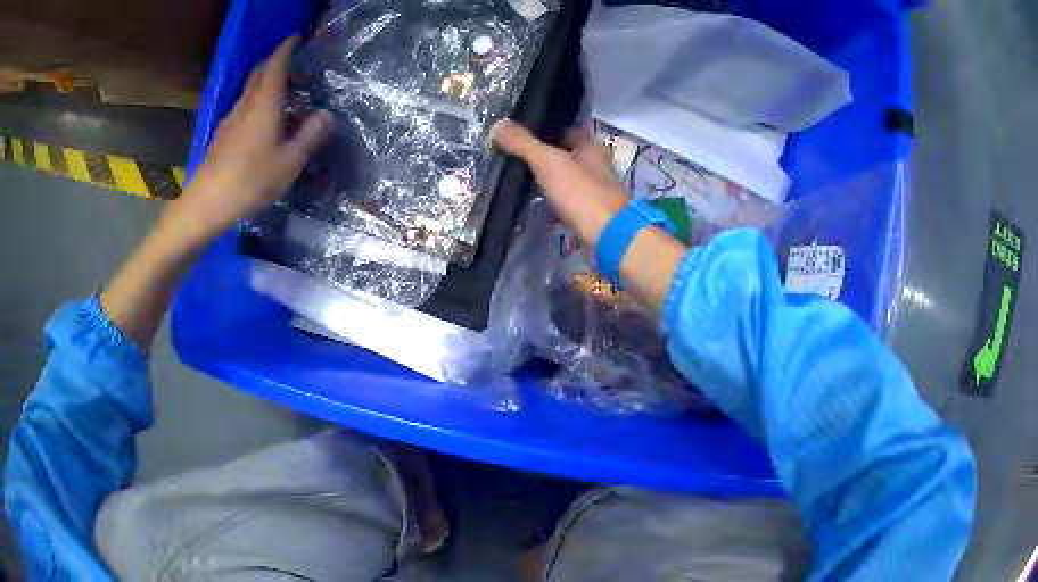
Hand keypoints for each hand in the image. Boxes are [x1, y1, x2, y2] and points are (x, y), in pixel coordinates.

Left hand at [168, 36, 332, 245]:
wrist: (206, 205)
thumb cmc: (250, 181)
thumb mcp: (289, 163)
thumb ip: (310, 136)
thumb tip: (326, 115)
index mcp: (265, 104)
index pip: (276, 65)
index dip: (286, 49)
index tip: (296, 39)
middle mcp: (246, 106)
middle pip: (259, 74)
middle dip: (275, 63)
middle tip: (293, 67)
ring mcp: (230, 121)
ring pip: (250, 92)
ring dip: (265, 86)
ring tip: (282, 96)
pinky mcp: (222, 137)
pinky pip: (243, 110)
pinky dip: (255, 105)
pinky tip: (262, 125)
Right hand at [492, 119, 686, 313]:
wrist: (608, 239)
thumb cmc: (581, 194)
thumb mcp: (547, 162)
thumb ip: (523, 143)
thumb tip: (498, 125)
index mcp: (590, 148)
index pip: (567, 131)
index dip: (546, 130)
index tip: (521, 135)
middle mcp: (596, 167)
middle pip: (567, 157)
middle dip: (545, 158)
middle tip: (515, 159)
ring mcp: (595, 193)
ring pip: (567, 182)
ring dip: (549, 183)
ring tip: (520, 183)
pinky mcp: (590, 217)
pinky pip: (568, 206)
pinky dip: (554, 208)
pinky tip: (537, 211)